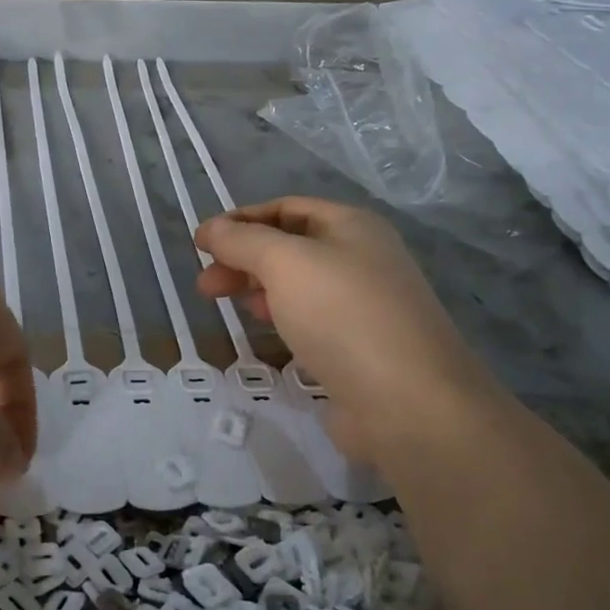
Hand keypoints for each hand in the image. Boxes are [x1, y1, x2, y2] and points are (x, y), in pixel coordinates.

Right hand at [193, 197, 498, 458]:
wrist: (408, 401)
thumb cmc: (343, 316)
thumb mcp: (285, 263)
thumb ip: (243, 241)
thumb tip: (210, 229)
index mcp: (352, 226)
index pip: (286, 207)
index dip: (241, 220)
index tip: (201, 243)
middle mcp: (362, 258)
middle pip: (290, 246)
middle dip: (243, 258)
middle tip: (205, 284)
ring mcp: (364, 304)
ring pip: (298, 284)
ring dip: (257, 287)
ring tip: (223, 304)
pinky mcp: (359, 346)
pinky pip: (311, 318)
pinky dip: (280, 316)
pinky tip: (264, 329)